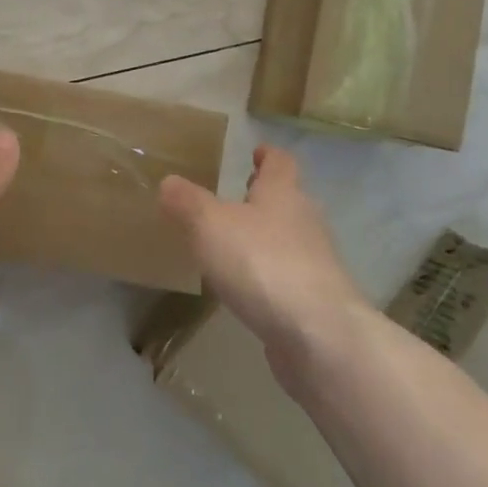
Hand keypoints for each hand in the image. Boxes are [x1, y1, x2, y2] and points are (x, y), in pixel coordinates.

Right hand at [159, 144, 366, 366]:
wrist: (318, 334)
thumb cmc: (261, 262)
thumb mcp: (209, 224)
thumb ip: (187, 201)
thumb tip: (169, 181)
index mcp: (282, 193)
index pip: (280, 162)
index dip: (267, 155)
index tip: (255, 152)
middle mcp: (305, 220)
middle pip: (288, 199)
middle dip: (264, 197)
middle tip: (236, 197)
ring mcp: (315, 262)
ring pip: (289, 238)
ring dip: (266, 237)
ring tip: (233, 245)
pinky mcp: (316, 300)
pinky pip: (289, 275)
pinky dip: (269, 274)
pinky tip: (248, 288)